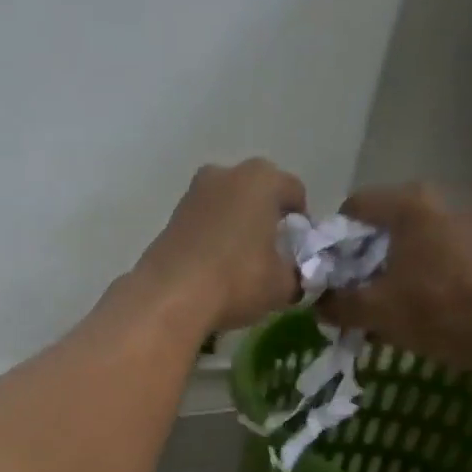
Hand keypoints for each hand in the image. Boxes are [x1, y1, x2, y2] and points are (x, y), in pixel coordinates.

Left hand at [139, 158, 306, 331]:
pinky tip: (213, 267)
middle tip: (270, 253)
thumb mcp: (282, 285)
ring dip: (236, 227)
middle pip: (257, 193)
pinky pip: (203, 224)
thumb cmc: (237, 280)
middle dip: (266, 218)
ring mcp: (193, 194)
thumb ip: (298, 274)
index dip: (301, 222)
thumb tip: (296, 275)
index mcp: (261, 179)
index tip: (298, 249)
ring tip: (239, 263)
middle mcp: (225, 174)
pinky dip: (211, 238)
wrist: (169, 297)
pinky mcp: (170, 218)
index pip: (294, 192)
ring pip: (227, 206)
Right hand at [318, 184, 471, 371]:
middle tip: (346, 293)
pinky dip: (411, 279)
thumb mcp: (373, 310)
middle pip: (380, 226)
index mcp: (407, 205)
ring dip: (384, 272)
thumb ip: (337, 304)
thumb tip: (319, 304)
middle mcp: (436, 203)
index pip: (353, 207)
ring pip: (406, 245)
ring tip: (373, 308)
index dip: (332, 239)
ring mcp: (461, 226)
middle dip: (358, 260)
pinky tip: (405, 312)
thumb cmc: (434, 309)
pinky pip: (429, 258)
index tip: (326, 272)